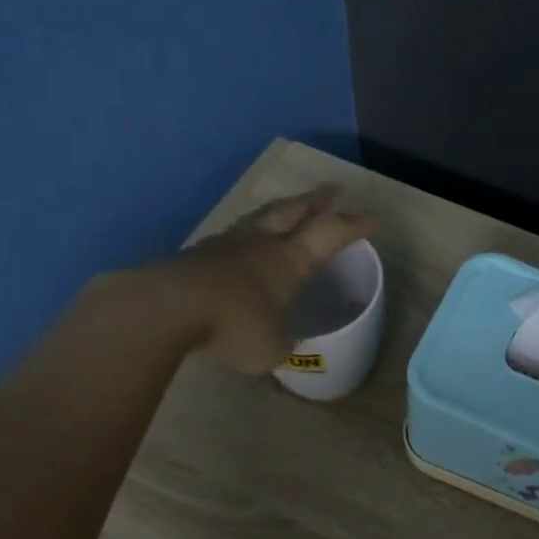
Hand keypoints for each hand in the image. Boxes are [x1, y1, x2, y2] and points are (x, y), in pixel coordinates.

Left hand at [156, 186, 374, 373]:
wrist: (167, 308)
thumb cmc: (235, 326)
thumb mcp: (271, 348)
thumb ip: (281, 341)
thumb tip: (280, 340)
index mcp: (289, 260)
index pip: (329, 234)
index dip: (352, 226)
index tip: (371, 218)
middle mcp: (260, 243)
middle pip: (292, 211)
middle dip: (314, 201)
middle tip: (330, 191)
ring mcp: (224, 245)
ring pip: (257, 219)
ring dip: (276, 213)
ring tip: (284, 211)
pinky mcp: (194, 256)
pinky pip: (229, 239)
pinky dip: (244, 238)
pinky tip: (240, 247)